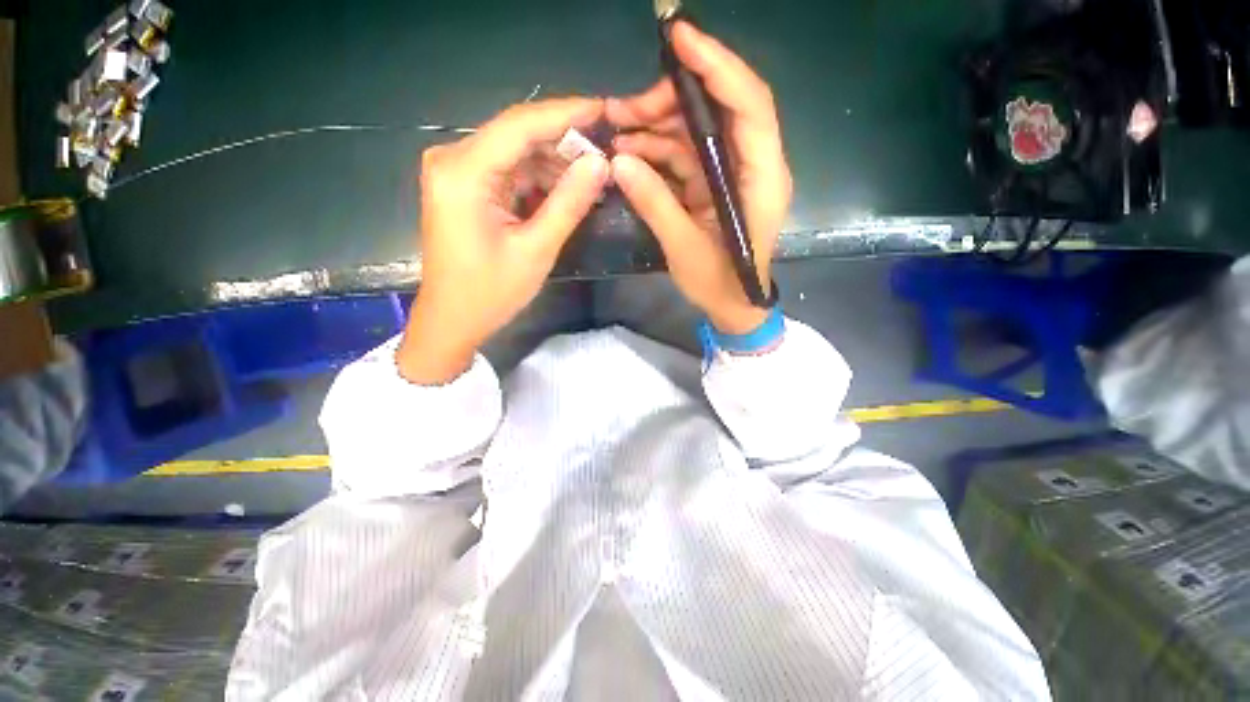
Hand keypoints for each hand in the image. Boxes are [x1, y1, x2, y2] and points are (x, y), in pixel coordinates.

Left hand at [398, 98, 608, 383]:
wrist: (453, 320)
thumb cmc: (490, 292)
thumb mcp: (536, 250)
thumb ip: (568, 204)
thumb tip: (600, 163)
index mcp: (463, 173)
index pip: (520, 125)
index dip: (566, 114)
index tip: (604, 109)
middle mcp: (453, 160)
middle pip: (517, 135)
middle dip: (563, 142)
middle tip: (606, 153)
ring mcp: (457, 173)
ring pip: (515, 153)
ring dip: (554, 163)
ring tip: (593, 176)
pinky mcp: (464, 187)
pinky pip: (508, 171)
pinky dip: (538, 179)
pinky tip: (566, 190)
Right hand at [607, 22, 792, 334]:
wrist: (733, 306)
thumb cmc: (720, 284)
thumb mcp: (685, 249)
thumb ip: (655, 204)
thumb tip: (619, 162)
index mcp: (761, 179)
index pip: (749, 106)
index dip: (718, 66)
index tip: (680, 38)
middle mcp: (752, 165)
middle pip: (717, 111)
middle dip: (669, 101)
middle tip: (621, 110)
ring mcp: (731, 174)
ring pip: (696, 131)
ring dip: (655, 126)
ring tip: (615, 133)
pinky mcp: (713, 185)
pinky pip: (685, 156)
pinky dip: (657, 152)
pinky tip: (628, 156)